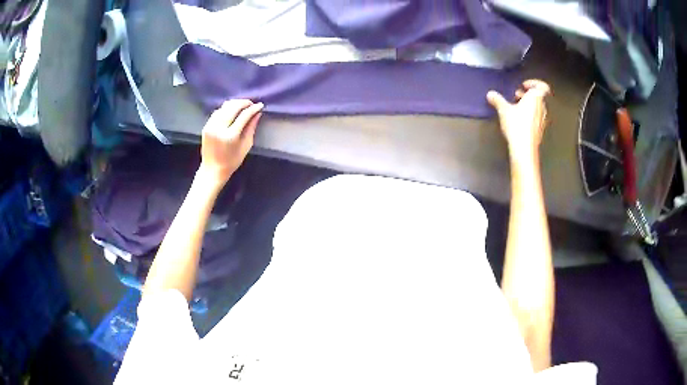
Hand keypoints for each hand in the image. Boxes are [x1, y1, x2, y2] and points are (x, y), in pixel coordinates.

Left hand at [199, 99, 262, 187]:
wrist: (212, 170)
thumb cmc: (232, 161)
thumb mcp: (246, 146)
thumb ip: (251, 128)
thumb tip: (257, 113)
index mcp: (230, 136)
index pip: (244, 116)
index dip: (253, 109)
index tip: (260, 105)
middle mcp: (219, 128)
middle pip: (233, 107)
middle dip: (244, 103)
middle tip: (251, 104)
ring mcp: (211, 126)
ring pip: (224, 107)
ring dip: (234, 104)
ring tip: (242, 106)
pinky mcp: (206, 126)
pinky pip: (217, 112)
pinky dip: (225, 109)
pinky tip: (231, 111)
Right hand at [487, 79, 550, 161]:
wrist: (524, 148)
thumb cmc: (517, 125)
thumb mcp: (503, 110)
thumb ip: (497, 100)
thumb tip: (490, 94)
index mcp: (536, 98)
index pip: (542, 86)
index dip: (534, 83)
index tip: (523, 86)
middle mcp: (542, 107)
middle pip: (538, 96)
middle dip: (527, 94)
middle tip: (516, 96)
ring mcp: (543, 119)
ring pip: (537, 107)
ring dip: (528, 105)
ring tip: (516, 108)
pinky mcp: (540, 129)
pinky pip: (536, 117)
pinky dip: (529, 115)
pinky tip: (519, 120)